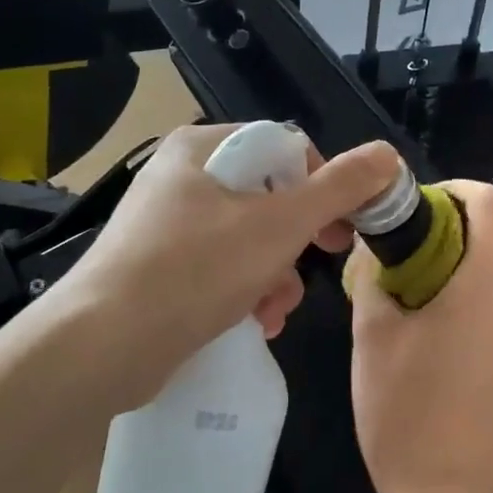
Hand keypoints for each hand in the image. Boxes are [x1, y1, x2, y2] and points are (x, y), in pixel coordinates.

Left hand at [47, 123, 401, 412]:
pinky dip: (245, 293)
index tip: (345, 225)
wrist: (104, 345)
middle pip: (266, 197)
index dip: (323, 183)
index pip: (283, 148)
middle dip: (298, 241)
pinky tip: (255, 323)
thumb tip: (388, 155)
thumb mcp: (279, 224)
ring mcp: (165, 227)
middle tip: (325, 262)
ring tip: (275, 309)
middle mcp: (180, 180)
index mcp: (201, 149)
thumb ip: (338, 189)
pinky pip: (219, 270)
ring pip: (246, 240)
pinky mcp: (159, 271)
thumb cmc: (196, 269)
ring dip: (275, 275)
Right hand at [347, 180, 492, 492]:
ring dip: (460, 265)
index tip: (414, 211)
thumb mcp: (372, 329)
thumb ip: (374, 271)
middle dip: (448, 231)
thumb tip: (375, 243)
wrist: (445, 484)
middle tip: (398, 257)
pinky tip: (437, 330)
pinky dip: (474, 295)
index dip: (453, 191)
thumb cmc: (403, 402)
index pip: (490, 200)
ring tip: (412, 294)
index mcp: (490, 277)